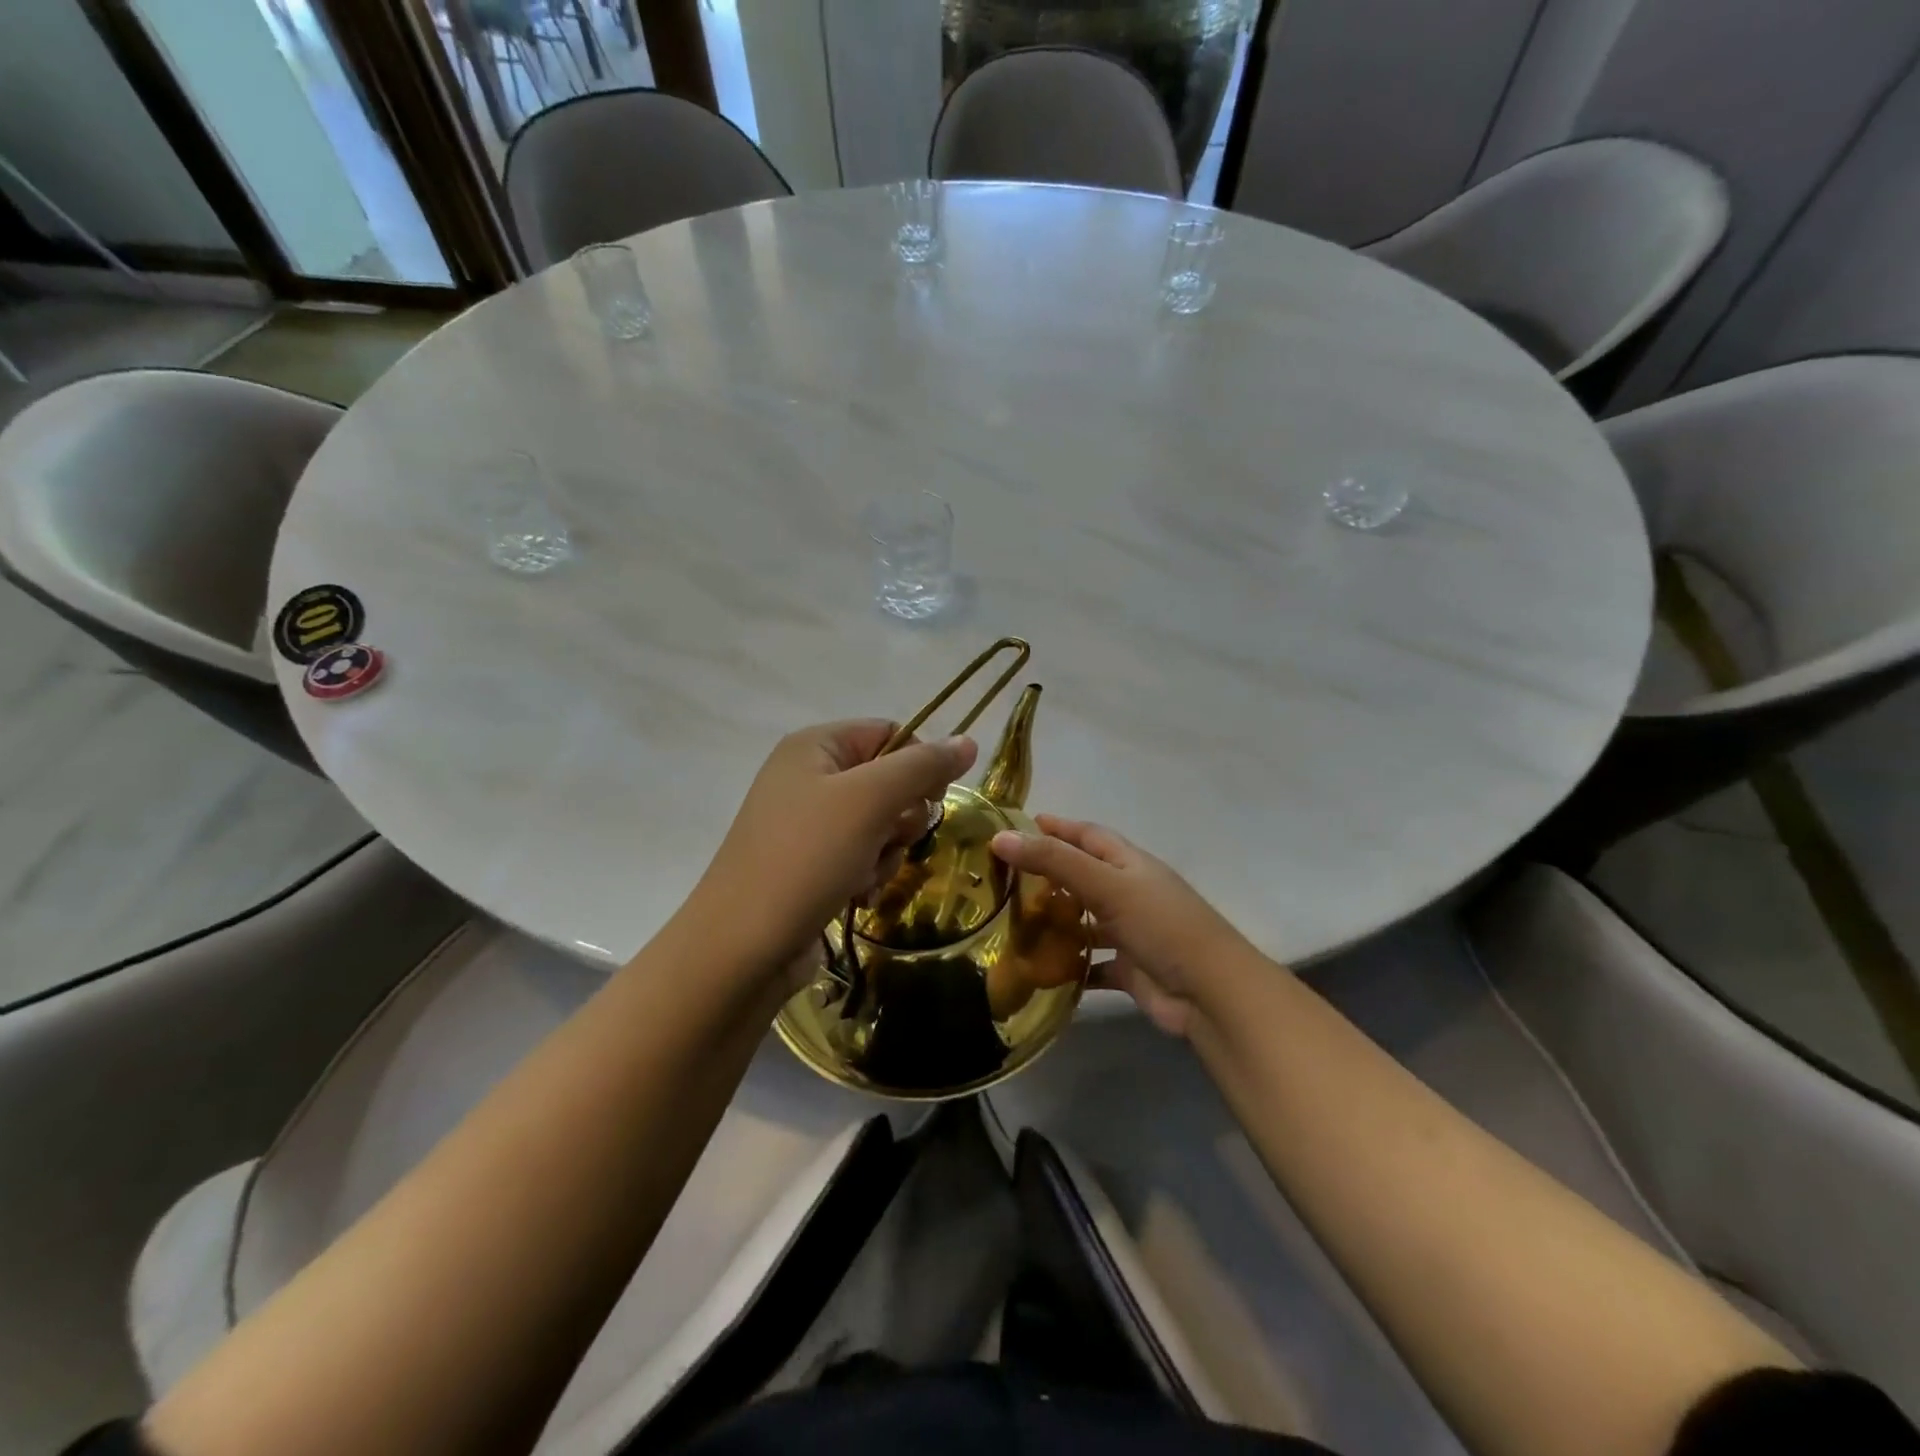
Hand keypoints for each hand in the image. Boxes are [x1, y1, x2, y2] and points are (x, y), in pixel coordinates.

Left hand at [691, 721, 977, 974]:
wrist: (742, 948)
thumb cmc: (806, 858)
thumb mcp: (869, 801)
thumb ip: (922, 766)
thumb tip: (968, 741)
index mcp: (815, 747)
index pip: (890, 733)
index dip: (920, 763)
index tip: (934, 798)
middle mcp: (808, 778)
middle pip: (888, 782)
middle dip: (900, 817)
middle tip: (889, 839)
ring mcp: (806, 825)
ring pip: (880, 825)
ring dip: (886, 853)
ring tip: (862, 875)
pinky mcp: (809, 866)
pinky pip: (861, 857)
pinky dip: (867, 876)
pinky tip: (854, 896)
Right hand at [990, 816, 1263, 1036]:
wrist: (1210, 992)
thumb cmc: (1160, 925)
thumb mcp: (1106, 884)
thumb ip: (1054, 861)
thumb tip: (1000, 837)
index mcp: (1129, 863)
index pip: (1087, 835)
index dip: (1057, 827)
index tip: (1019, 825)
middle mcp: (1129, 892)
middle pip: (1083, 875)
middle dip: (1048, 874)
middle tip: (1003, 877)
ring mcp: (1130, 931)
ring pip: (1084, 920)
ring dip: (1056, 921)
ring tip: (1011, 922)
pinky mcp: (1128, 968)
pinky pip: (1091, 963)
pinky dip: (1068, 965)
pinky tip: (1038, 969)